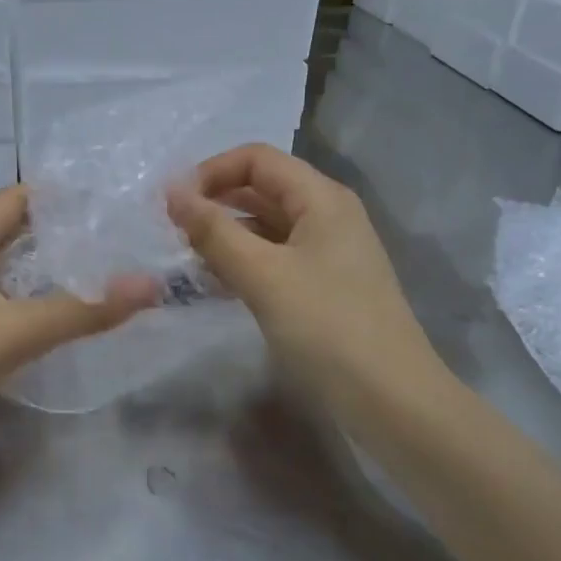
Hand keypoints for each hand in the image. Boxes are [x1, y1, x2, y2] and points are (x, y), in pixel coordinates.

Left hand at [0, 187, 159, 440]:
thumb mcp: (17, 330)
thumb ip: (84, 310)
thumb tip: (151, 285)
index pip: (16, 197)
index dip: (59, 194)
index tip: (107, 198)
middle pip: (10, 230)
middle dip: (57, 231)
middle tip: (112, 237)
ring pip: (2, 267)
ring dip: (41, 267)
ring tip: (93, 272)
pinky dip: (25, 298)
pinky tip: (50, 316)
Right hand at [166, 144, 440, 427]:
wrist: (390, 400)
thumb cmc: (327, 328)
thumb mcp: (264, 275)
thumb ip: (214, 232)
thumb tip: (172, 193)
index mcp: (321, 199)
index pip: (257, 160)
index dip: (210, 172)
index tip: (170, 205)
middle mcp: (327, 216)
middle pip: (261, 190)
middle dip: (214, 203)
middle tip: (170, 232)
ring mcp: (327, 253)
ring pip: (265, 228)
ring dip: (224, 236)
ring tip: (184, 259)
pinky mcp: (322, 287)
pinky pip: (274, 259)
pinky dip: (242, 263)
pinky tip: (213, 284)